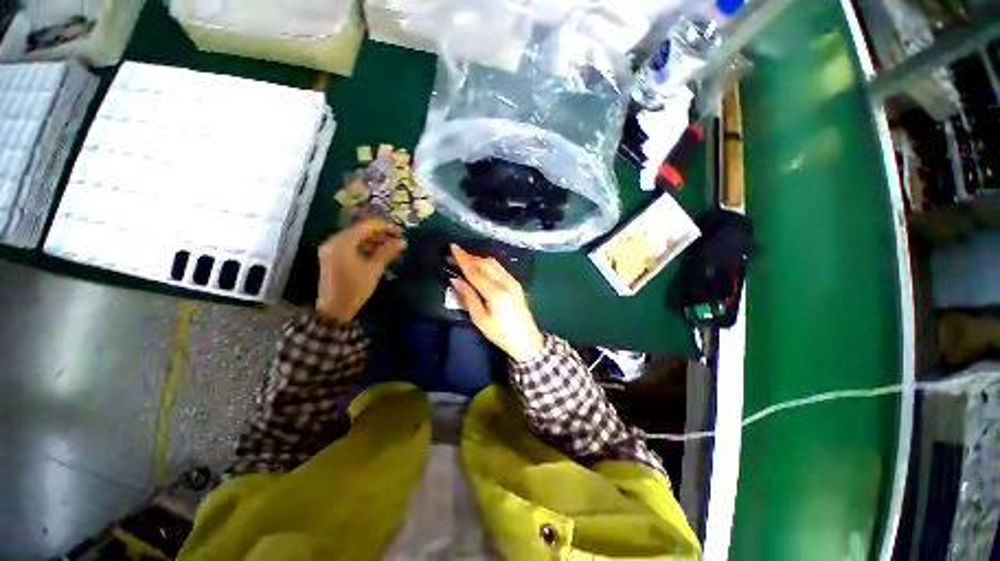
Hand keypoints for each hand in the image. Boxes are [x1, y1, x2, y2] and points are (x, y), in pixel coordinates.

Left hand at [316, 219, 405, 322]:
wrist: (334, 308)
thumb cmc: (355, 287)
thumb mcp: (374, 269)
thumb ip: (387, 252)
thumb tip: (402, 241)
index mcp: (343, 241)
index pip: (367, 226)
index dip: (385, 226)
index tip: (399, 231)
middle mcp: (334, 240)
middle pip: (360, 230)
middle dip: (379, 233)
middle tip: (396, 239)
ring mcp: (331, 248)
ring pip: (355, 237)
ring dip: (372, 239)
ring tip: (389, 246)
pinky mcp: (331, 256)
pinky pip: (350, 245)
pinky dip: (364, 246)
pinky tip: (376, 252)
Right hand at [449, 244, 544, 362]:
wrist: (526, 340)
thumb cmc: (500, 334)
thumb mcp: (480, 319)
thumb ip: (468, 297)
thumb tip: (456, 279)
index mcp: (497, 293)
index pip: (476, 272)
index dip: (463, 259)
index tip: (452, 247)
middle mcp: (507, 283)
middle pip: (486, 264)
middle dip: (470, 257)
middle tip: (454, 255)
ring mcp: (513, 282)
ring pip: (494, 264)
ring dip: (478, 260)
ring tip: (464, 260)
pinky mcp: (516, 284)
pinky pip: (499, 268)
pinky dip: (487, 265)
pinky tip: (479, 268)